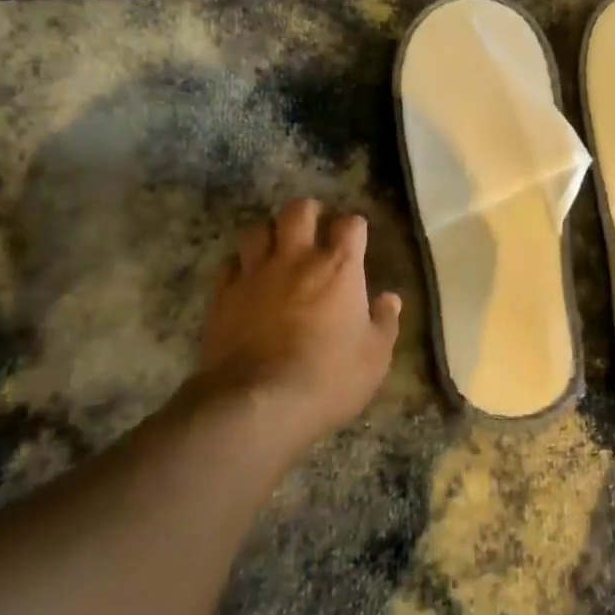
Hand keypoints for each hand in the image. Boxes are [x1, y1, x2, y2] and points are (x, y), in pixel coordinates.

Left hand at [197, 199, 401, 451]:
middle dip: (308, 212)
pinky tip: (245, 278)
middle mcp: (296, 259)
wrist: (258, 403)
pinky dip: (239, 264)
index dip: (354, 227)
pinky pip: (229, 264)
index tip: (356, 238)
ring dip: (269, 233)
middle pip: (299, 211)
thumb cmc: (328, 378)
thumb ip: (384, 322)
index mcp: (339, 268)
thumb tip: (390, 298)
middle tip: (314, 227)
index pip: (350, 224)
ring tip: (275, 247)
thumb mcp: (374, 357)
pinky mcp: (223, 295)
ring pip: (257, 230)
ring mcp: (255, 274)